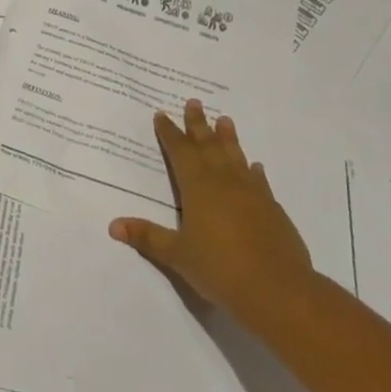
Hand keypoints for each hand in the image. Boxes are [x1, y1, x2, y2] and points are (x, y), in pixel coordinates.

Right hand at [109, 99, 313, 322]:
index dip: (169, 133)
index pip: (180, 152)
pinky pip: (259, 181)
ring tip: (225, 119)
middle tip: (194, 102)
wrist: (278, 289)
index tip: (162, 114)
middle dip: (198, 124)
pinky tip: (255, 166)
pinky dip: (253, 171)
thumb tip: (113, 225)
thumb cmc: (220, 268)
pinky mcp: (272, 209)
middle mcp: (224, 182)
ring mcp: (252, 193)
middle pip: (208, 145)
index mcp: (198, 187)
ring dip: (228, 138)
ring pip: (235, 157)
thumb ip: (147, 237)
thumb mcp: (177, 255)